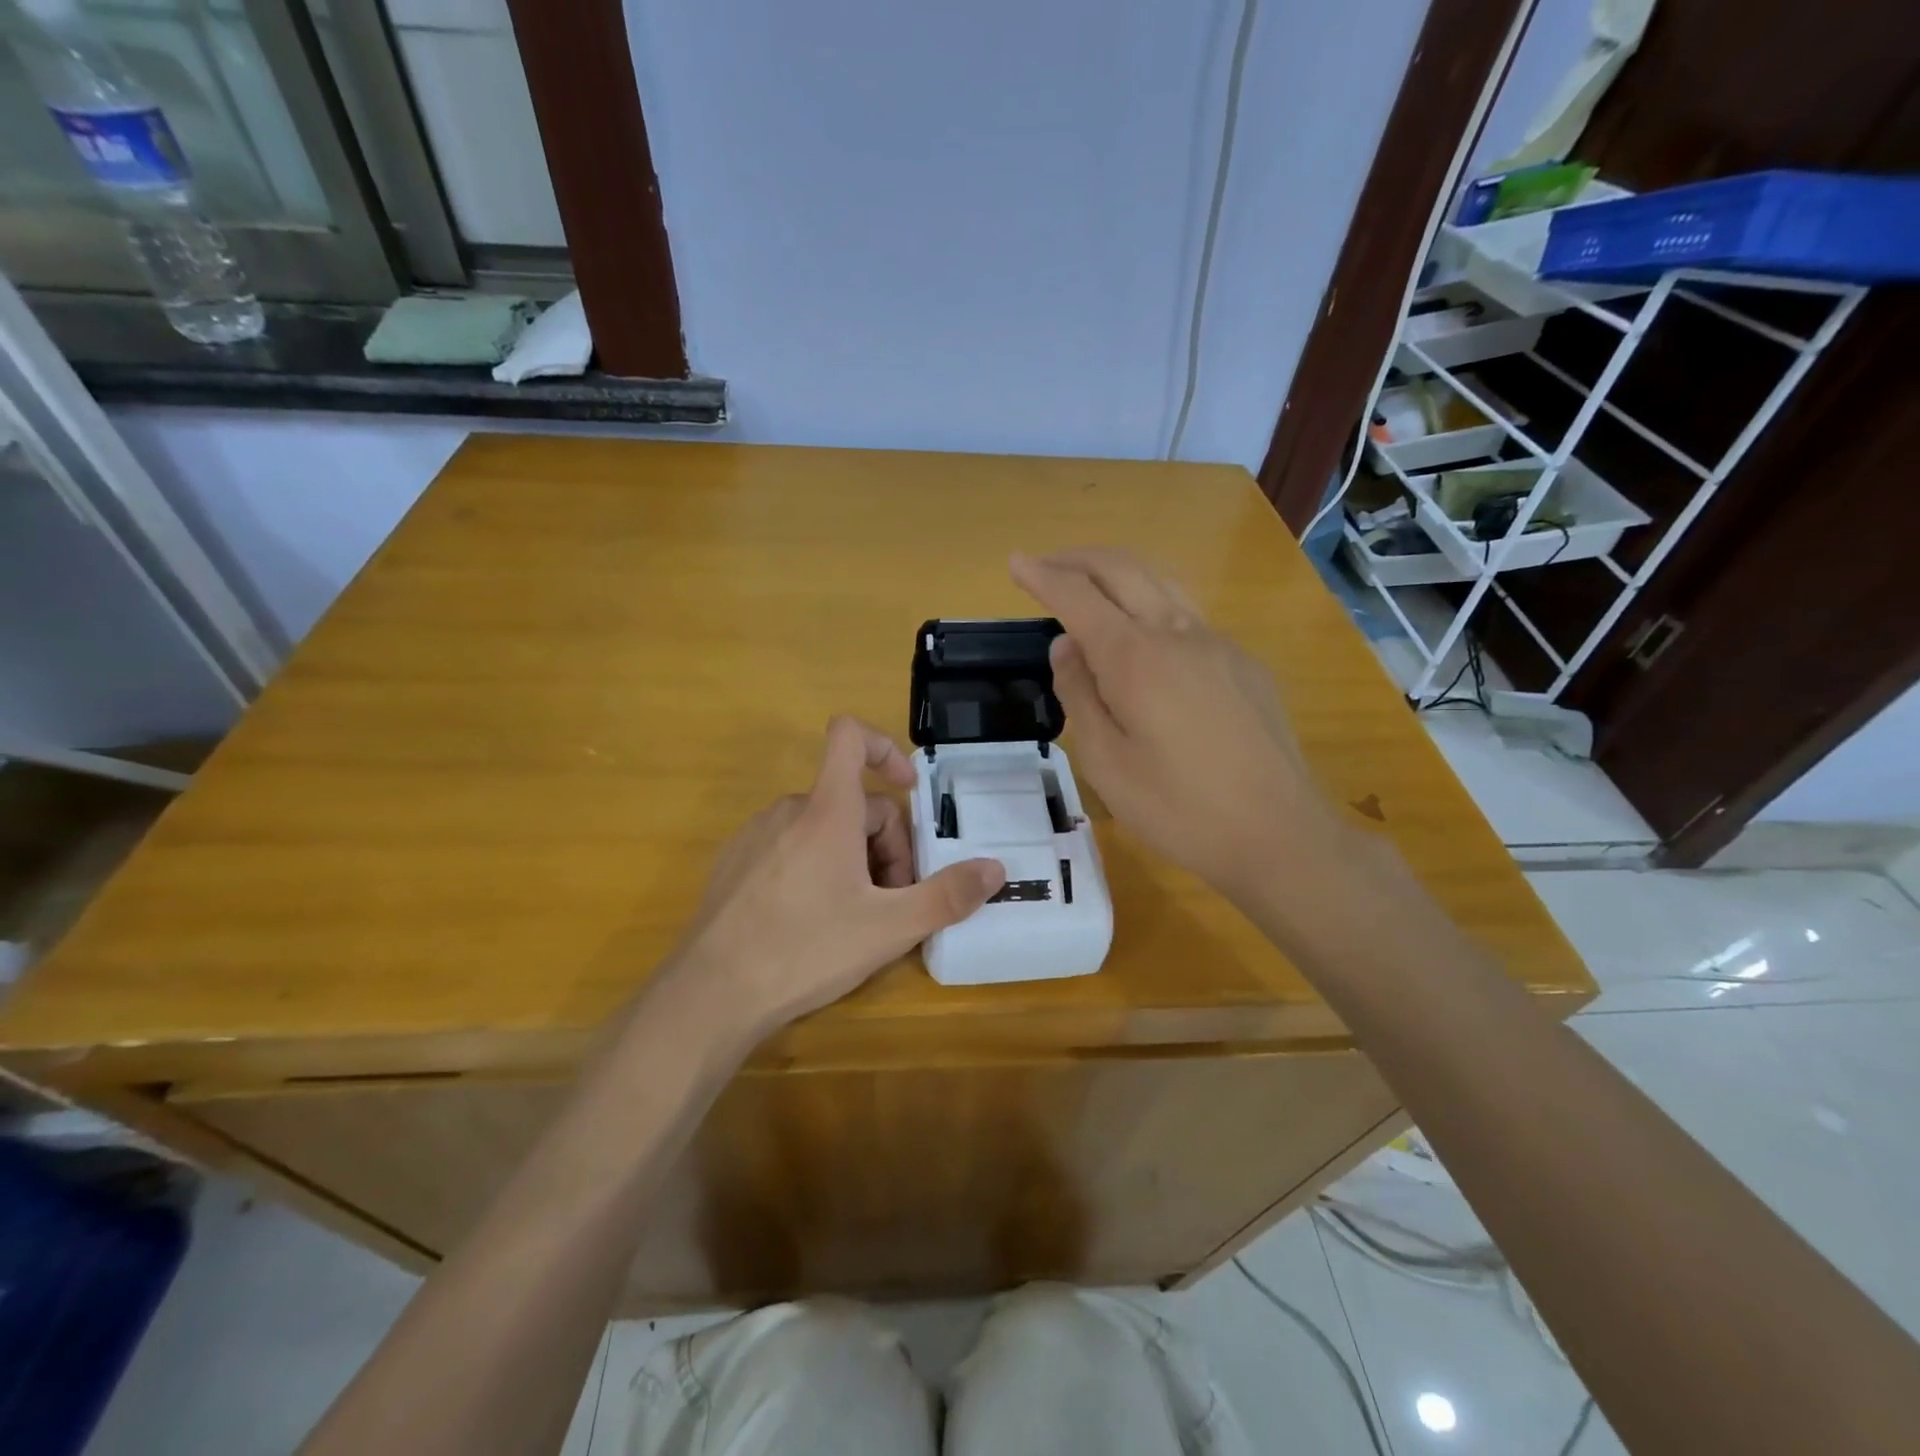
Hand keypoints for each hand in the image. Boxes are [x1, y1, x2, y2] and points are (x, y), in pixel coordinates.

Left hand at [667, 717, 1005, 1036]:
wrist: (710, 995)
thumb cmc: (805, 950)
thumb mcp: (888, 928)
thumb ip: (947, 896)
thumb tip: (995, 869)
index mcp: (827, 810)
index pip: (850, 736)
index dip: (885, 748)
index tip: (909, 789)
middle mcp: (789, 810)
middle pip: (853, 803)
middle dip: (885, 845)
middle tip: (894, 902)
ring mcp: (756, 835)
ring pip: (823, 829)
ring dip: (853, 859)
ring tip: (857, 918)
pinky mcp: (735, 863)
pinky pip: (790, 847)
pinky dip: (816, 867)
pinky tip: (813, 922)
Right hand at [1010, 547, 1350, 906]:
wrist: (1278, 834)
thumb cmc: (1178, 808)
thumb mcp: (1105, 762)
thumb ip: (1079, 695)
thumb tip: (1067, 645)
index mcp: (1135, 657)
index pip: (1078, 594)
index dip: (1042, 575)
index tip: (1015, 560)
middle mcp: (1177, 632)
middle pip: (1122, 568)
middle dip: (1077, 558)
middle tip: (1044, 565)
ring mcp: (1218, 644)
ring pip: (1160, 583)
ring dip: (1116, 573)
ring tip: (1087, 587)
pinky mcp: (1243, 664)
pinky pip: (1187, 616)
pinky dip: (1150, 605)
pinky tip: (1143, 639)